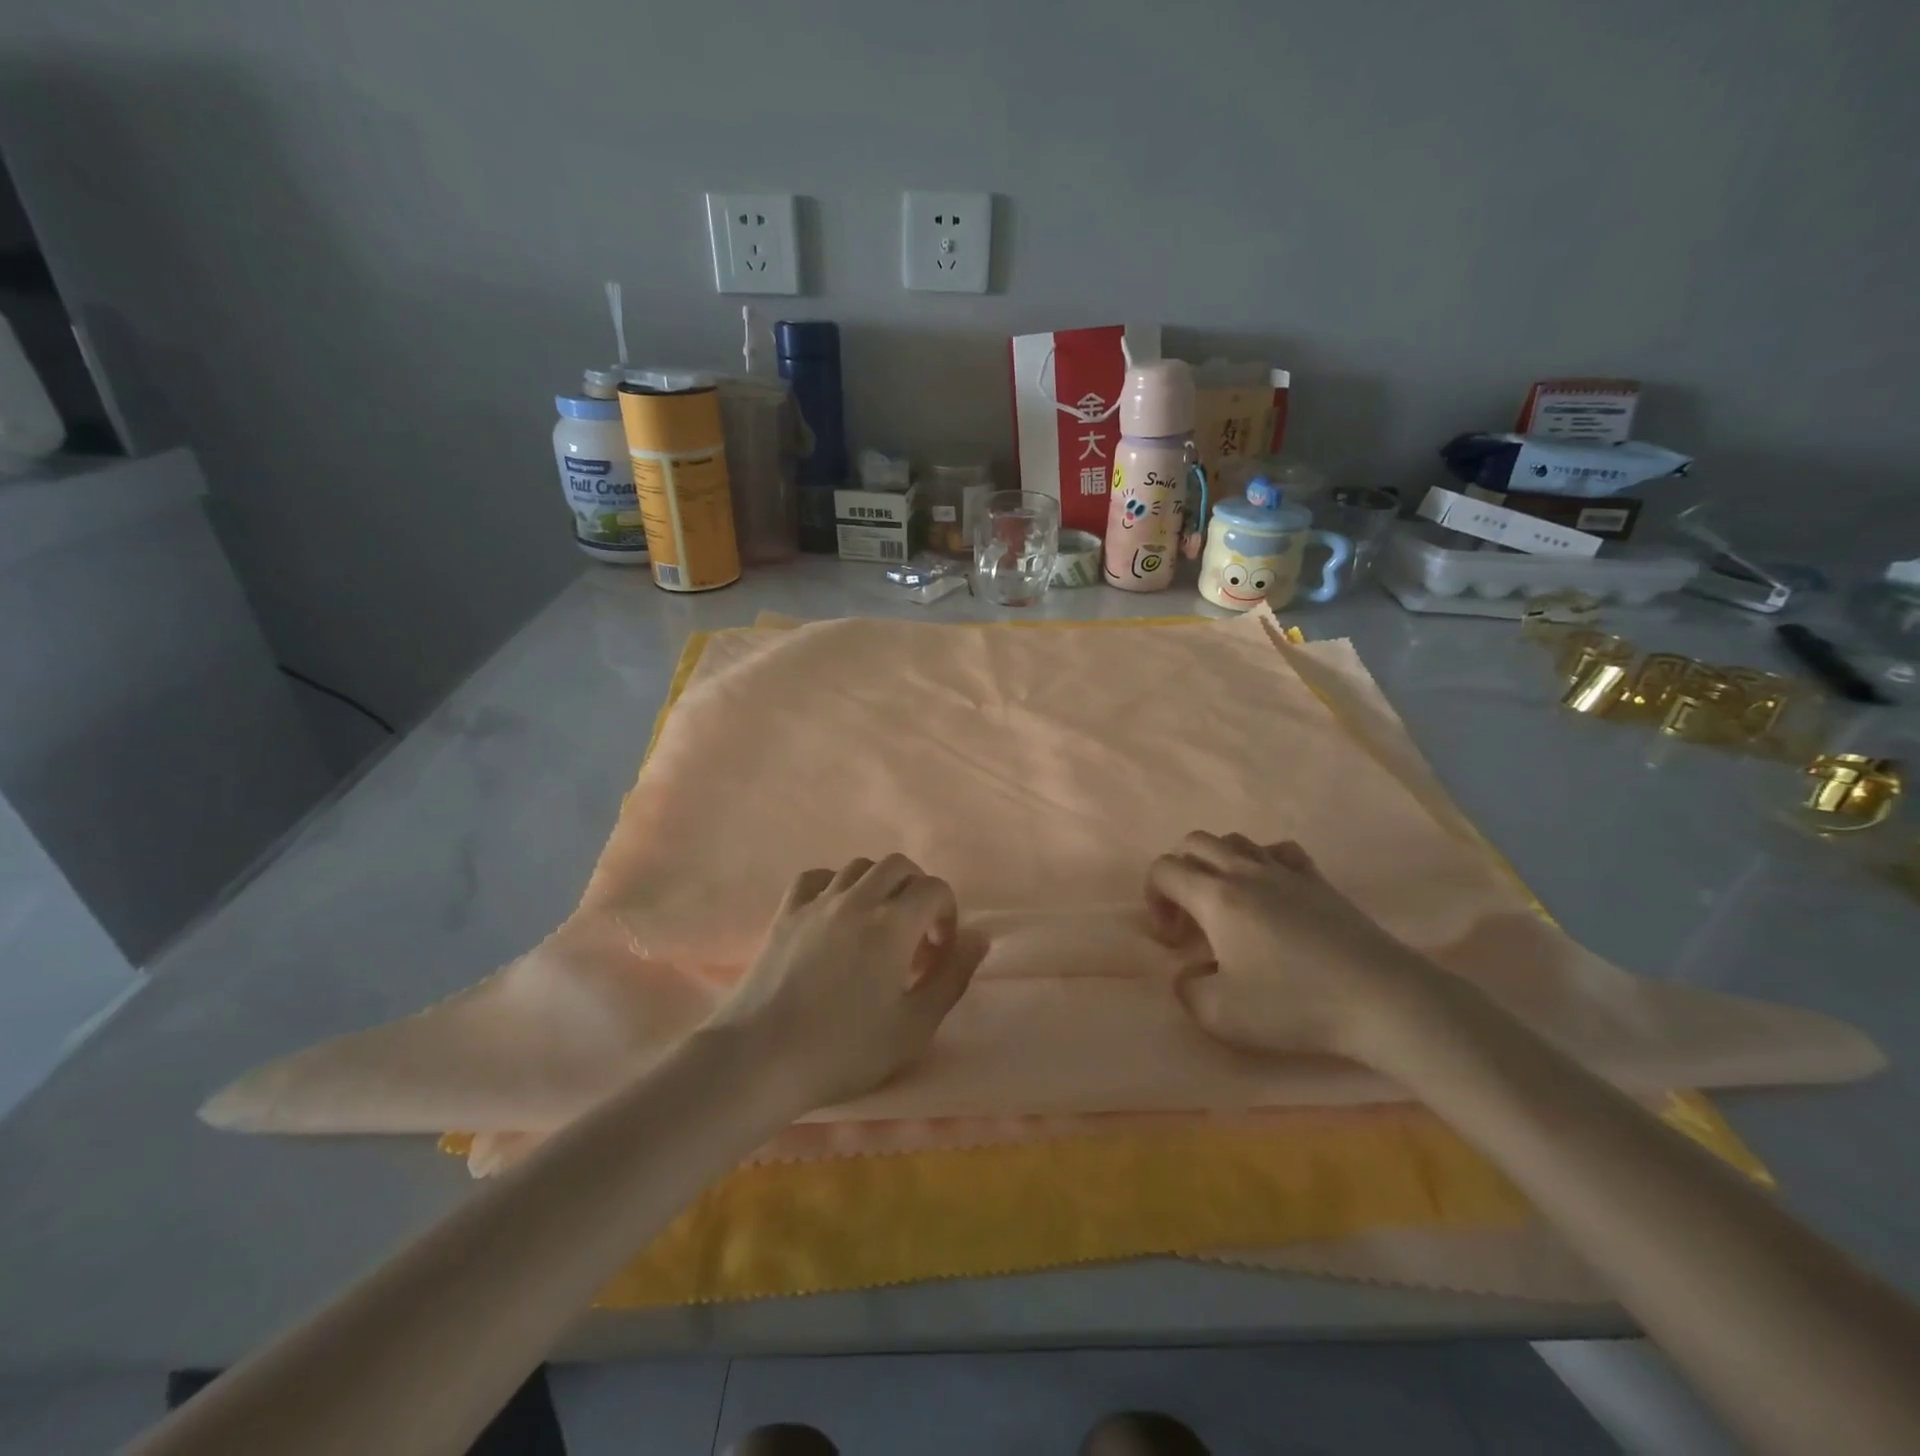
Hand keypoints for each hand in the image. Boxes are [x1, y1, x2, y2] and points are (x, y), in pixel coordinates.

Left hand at [707, 855, 986, 1111]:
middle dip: (917, 889)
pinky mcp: (785, 913)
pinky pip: (816, 878)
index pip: (934, 889)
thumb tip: (979, 936)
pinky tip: (836, 914)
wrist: (760, 1059)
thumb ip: (953, 976)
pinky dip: (835, 885)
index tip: (940, 951)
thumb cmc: (845, 1050)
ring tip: (878, 925)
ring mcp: (816, 903)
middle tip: (916, 932)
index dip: (947, 913)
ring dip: (879, 885)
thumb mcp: (915, 1026)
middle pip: (898, 866)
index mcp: (893, 924)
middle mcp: (856, 900)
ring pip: (858, 867)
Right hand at [1146, 832, 1437, 1060]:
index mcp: (1216, 896)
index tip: (1172, 939)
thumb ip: (1187, 991)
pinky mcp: (1319, 881)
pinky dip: (1262, 861)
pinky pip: (1279, 851)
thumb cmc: (1294, 1005)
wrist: (1382, 1000)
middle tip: (1190, 917)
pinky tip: (1271, 892)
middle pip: (1195, 842)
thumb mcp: (1221, 1015)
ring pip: (1236, 840)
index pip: (1164, 869)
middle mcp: (1245, 871)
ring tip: (1227, 904)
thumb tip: (1189, 974)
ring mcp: (1286, 871)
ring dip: (1217, 863)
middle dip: (1180, 872)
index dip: (1154, 898)